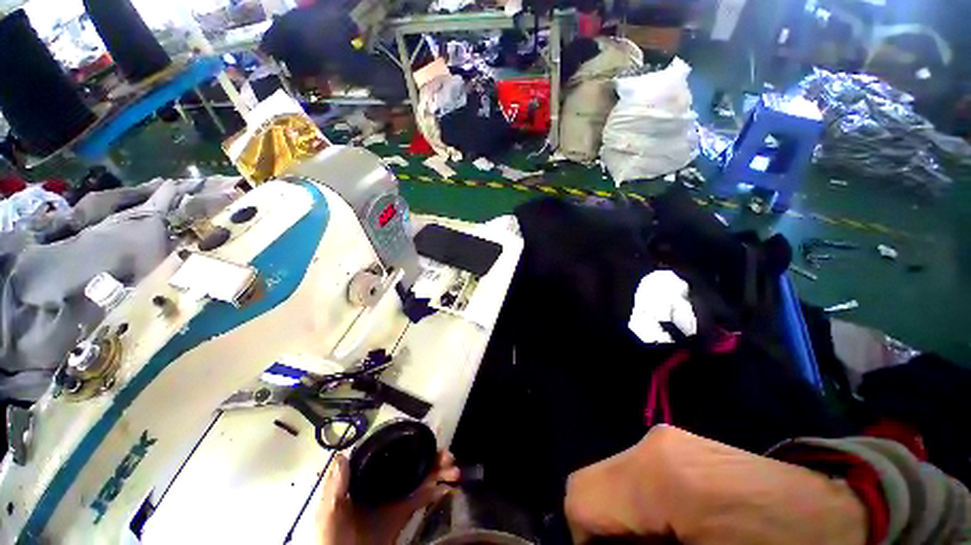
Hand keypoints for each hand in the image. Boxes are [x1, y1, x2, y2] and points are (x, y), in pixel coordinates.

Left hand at [317, 451, 459, 544]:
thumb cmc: (333, 537)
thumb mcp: (328, 513)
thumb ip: (335, 487)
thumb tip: (342, 455)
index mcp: (367, 479)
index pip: (390, 455)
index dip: (410, 444)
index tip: (428, 437)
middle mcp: (383, 485)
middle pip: (411, 464)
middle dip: (431, 457)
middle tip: (448, 456)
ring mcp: (394, 500)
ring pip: (420, 478)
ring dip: (438, 472)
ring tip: (454, 470)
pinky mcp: (402, 516)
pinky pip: (421, 500)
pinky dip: (436, 492)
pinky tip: (447, 488)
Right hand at [564, 425, 866, 544]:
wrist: (836, 516)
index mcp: (657, 474)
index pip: (581, 499)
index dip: (585, 543)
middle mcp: (650, 445)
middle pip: (590, 485)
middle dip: (605, 532)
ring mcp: (662, 439)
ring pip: (610, 481)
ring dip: (623, 521)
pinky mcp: (673, 444)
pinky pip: (632, 476)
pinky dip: (638, 507)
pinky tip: (675, 528)